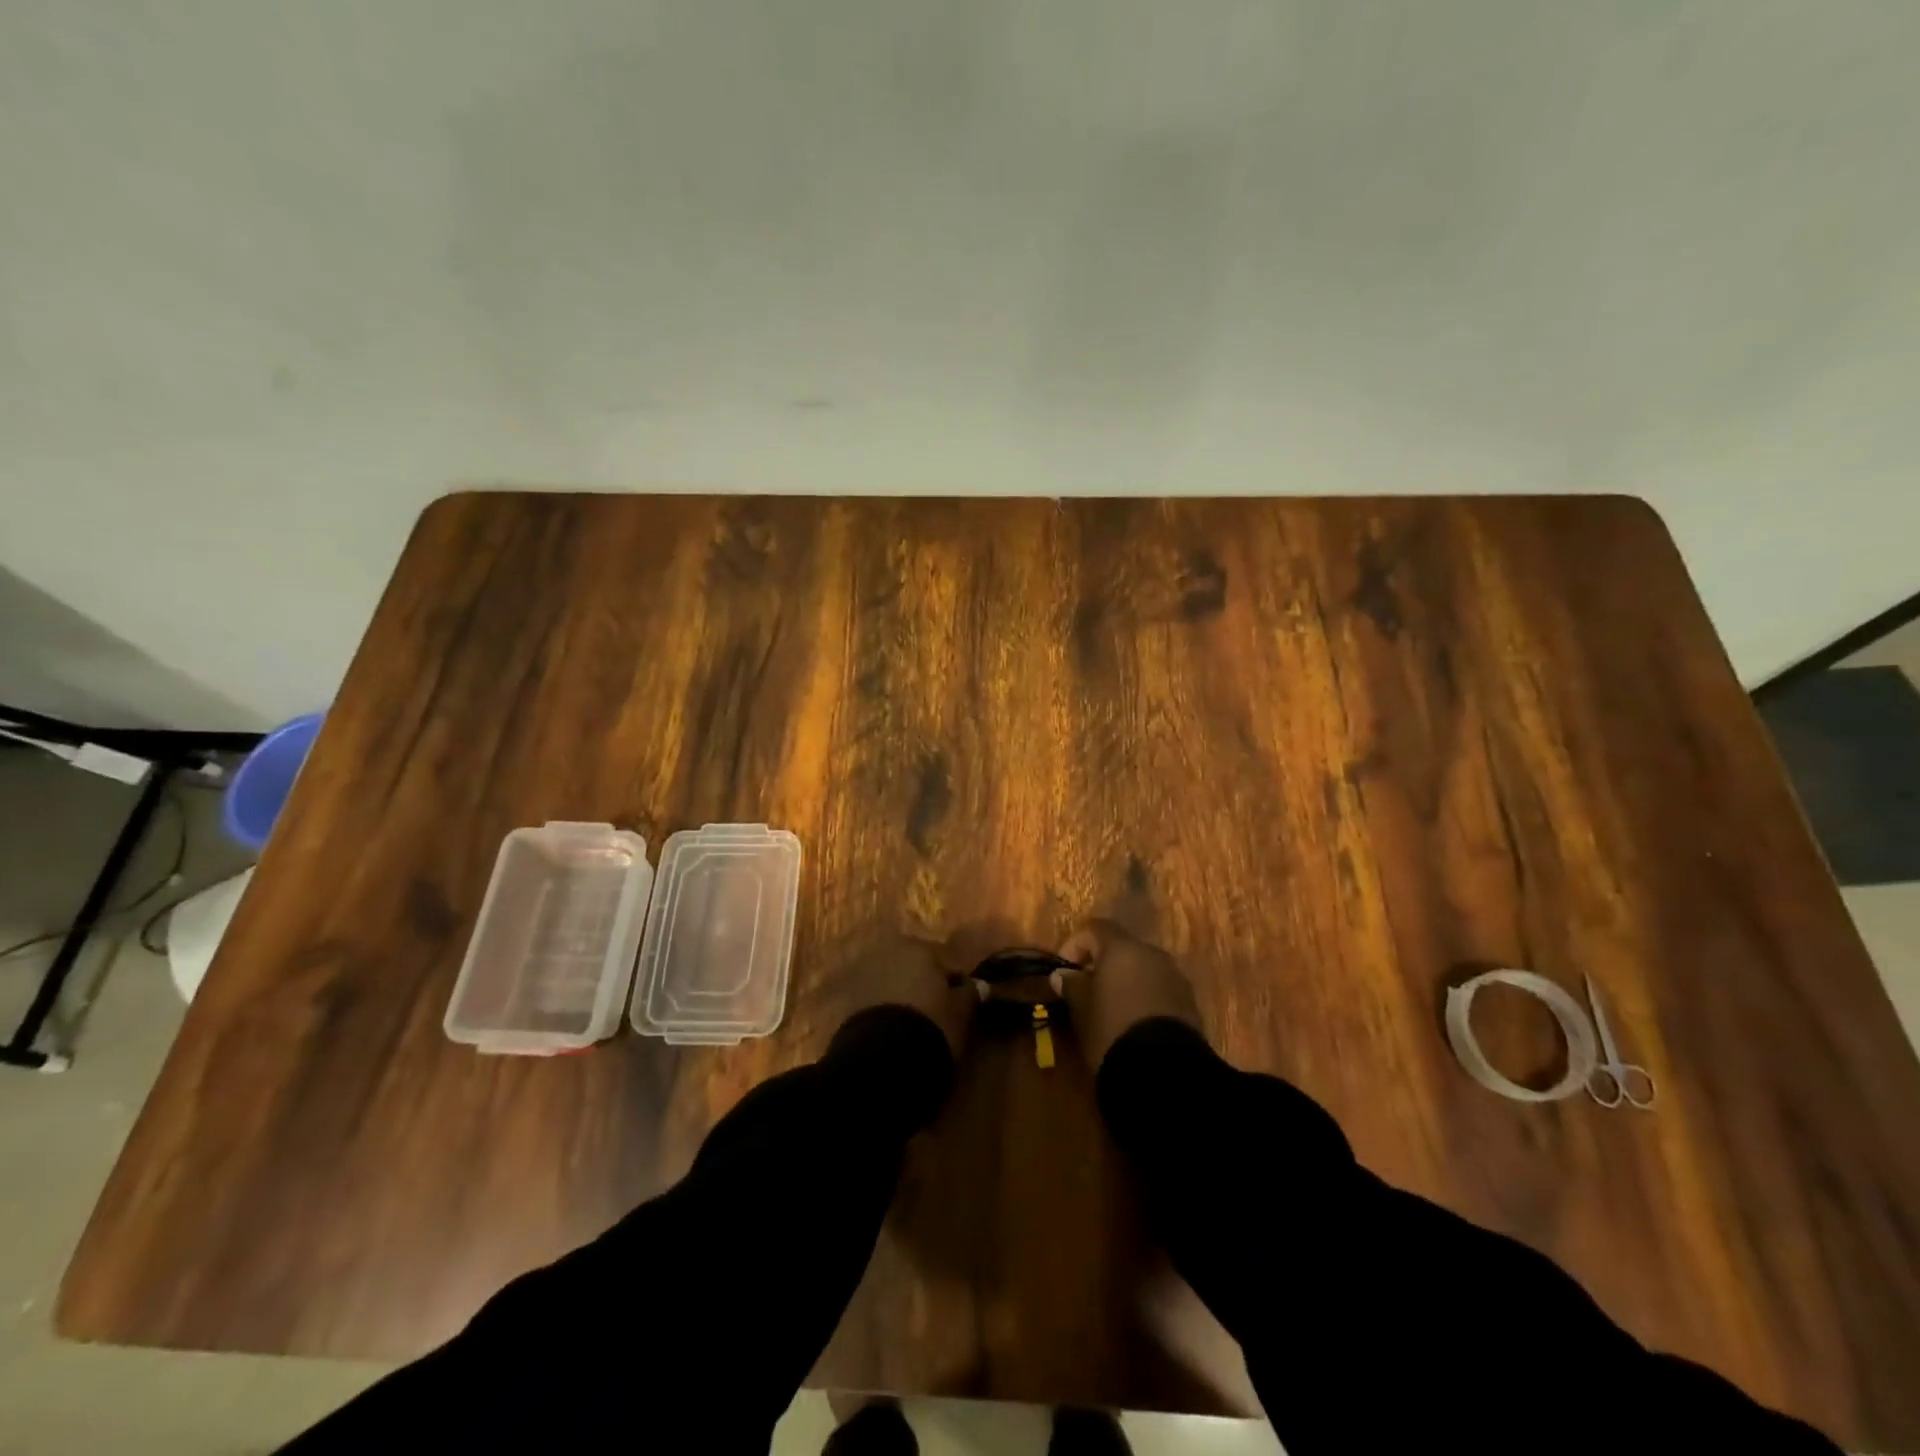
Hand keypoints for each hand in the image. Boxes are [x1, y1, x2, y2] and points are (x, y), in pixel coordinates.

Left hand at [828, 937, 977, 1059]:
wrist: (882, 1058)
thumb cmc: (931, 1025)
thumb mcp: (960, 1012)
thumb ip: (970, 995)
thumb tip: (978, 986)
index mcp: (919, 948)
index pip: (945, 960)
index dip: (955, 983)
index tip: (962, 1004)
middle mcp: (889, 952)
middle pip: (914, 968)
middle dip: (924, 985)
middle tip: (937, 1014)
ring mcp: (865, 975)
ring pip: (893, 983)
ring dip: (903, 997)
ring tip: (914, 1027)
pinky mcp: (848, 1000)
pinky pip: (875, 1001)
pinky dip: (885, 1012)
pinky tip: (894, 1033)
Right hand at [1052, 920, 1203, 1068]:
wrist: (1165, 1071)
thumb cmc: (1113, 1031)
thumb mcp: (1082, 1010)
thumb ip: (1072, 986)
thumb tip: (1063, 975)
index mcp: (1123, 949)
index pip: (1095, 928)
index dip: (1075, 944)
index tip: (1064, 969)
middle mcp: (1152, 954)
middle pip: (1122, 948)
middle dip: (1103, 964)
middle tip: (1087, 990)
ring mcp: (1175, 977)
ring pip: (1143, 969)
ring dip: (1126, 981)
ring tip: (1111, 1009)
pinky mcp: (1190, 1003)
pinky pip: (1160, 989)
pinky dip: (1145, 997)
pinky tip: (1134, 1023)